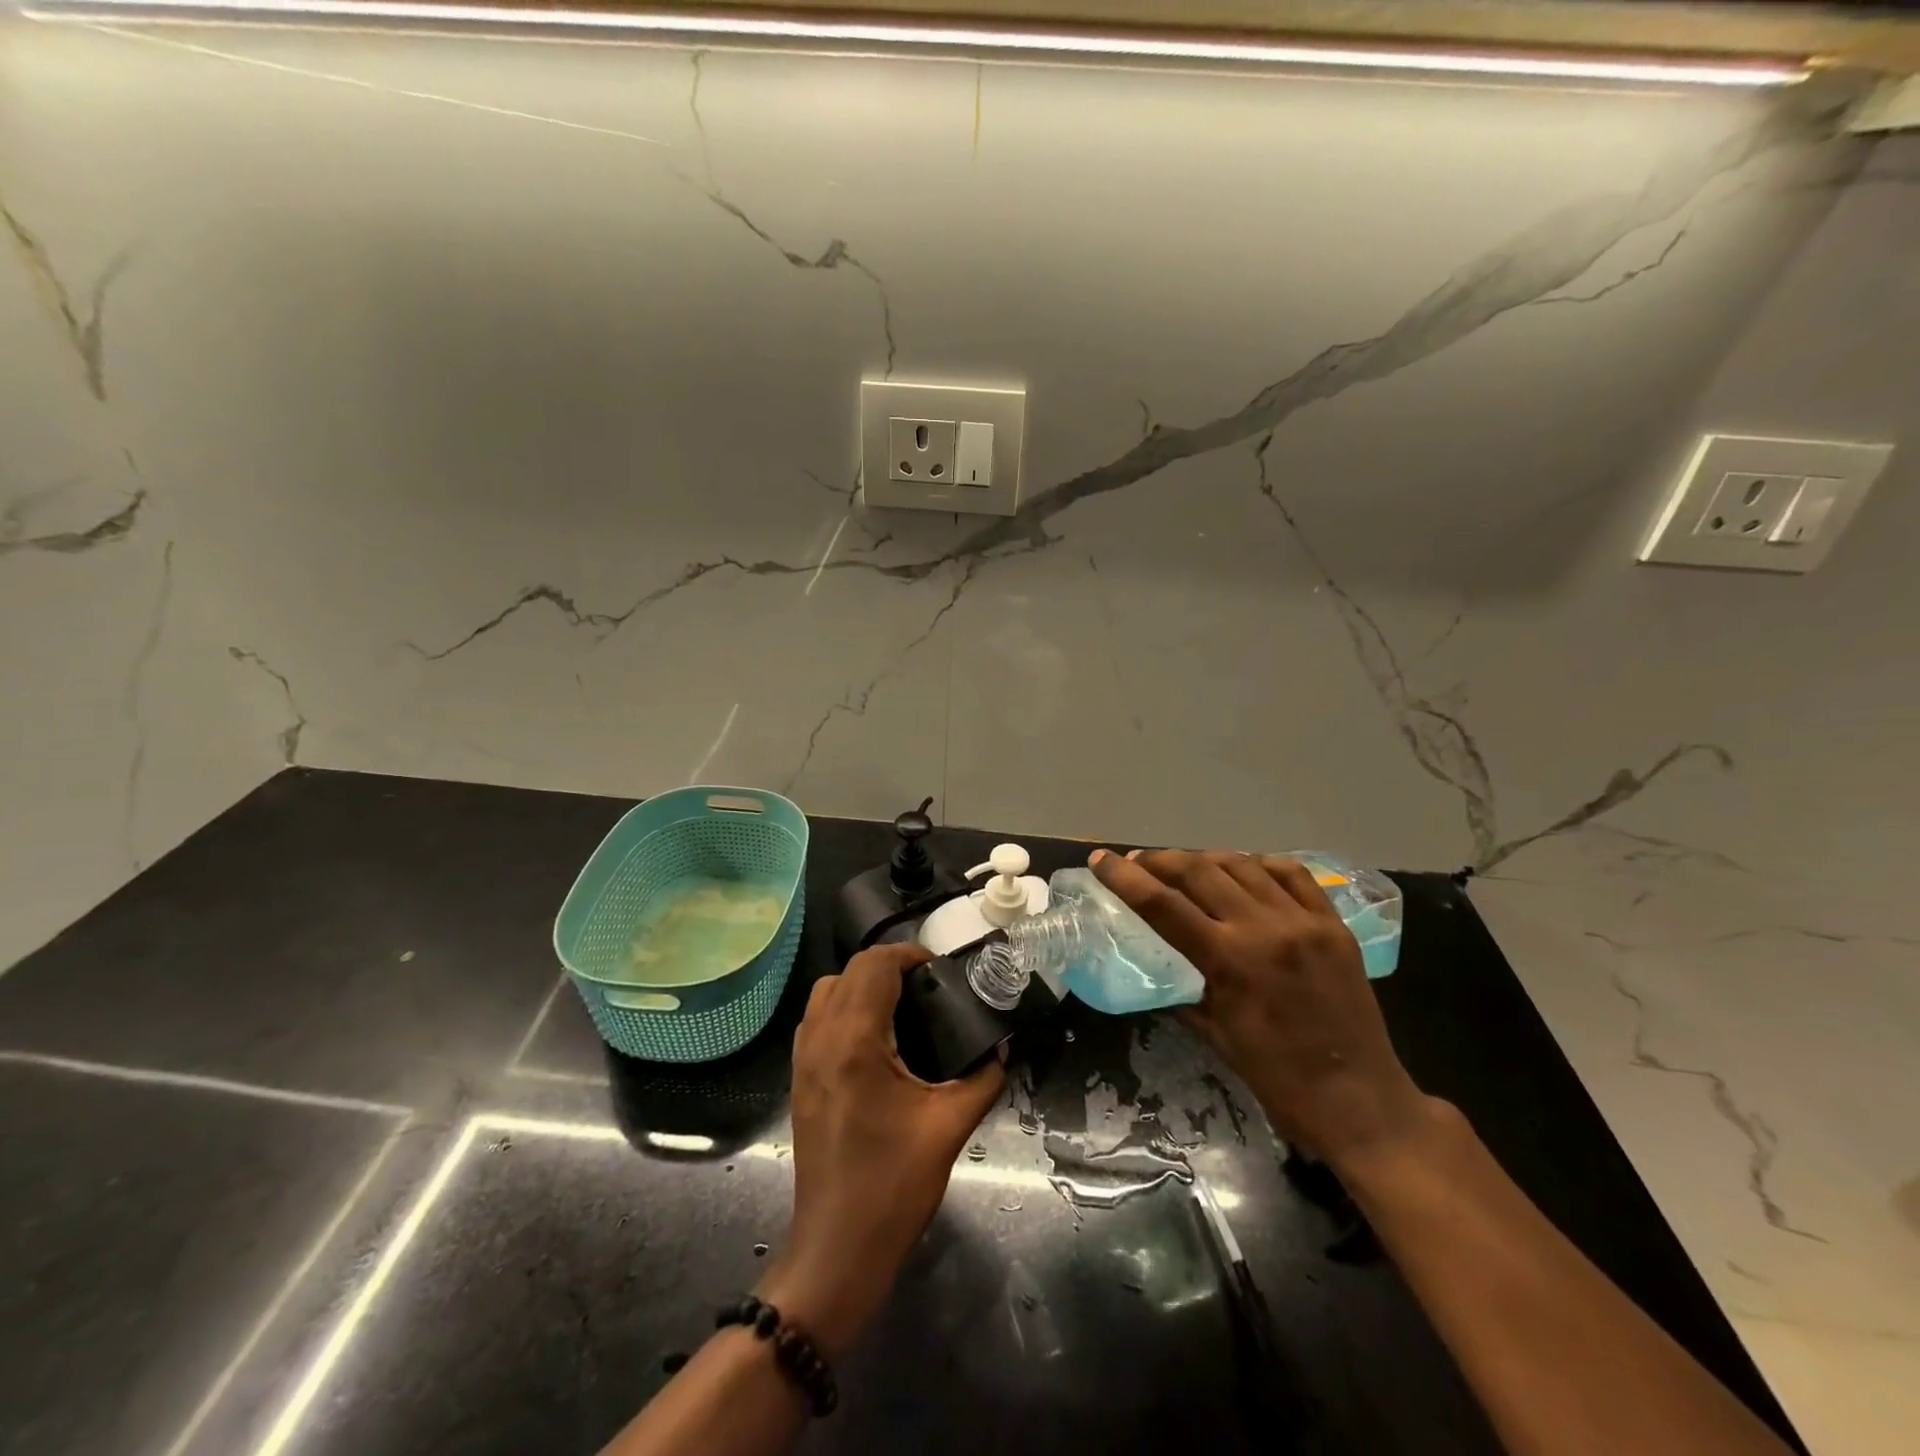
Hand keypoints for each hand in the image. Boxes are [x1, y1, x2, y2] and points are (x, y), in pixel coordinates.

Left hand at [760, 942, 1005, 1356]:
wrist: (837, 1248)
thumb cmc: (894, 1185)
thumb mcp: (950, 1127)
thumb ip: (982, 1078)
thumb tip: (1001, 1048)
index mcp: (856, 1041)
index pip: (875, 965)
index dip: (909, 955)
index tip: (940, 970)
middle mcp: (821, 1038)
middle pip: (849, 970)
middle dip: (889, 966)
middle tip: (927, 986)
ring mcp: (803, 1059)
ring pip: (826, 990)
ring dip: (861, 984)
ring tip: (901, 1006)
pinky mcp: (799, 1079)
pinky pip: (816, 1019)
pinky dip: (843, 1007)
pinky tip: (874, 1038)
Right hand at [1089, 848, 1427, 1170]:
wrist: (1363, 1103)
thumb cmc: (1280, 1080)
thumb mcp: (1217, 1036)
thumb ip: (1185, 991)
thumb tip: (1159, 970)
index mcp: (1230, 961)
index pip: (1162, 904)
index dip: (1125, 878)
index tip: (1101, 860)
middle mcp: (1265, 929)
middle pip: (1199, 872)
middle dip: (1160, 861)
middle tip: (1140, 863)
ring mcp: (1304, 922)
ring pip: (1243, 864)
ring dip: (1205, 859)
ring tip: (1186, 865)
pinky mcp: (1334, 925)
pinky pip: (1293, 874)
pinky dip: (1260, 864)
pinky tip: (1245, 869)